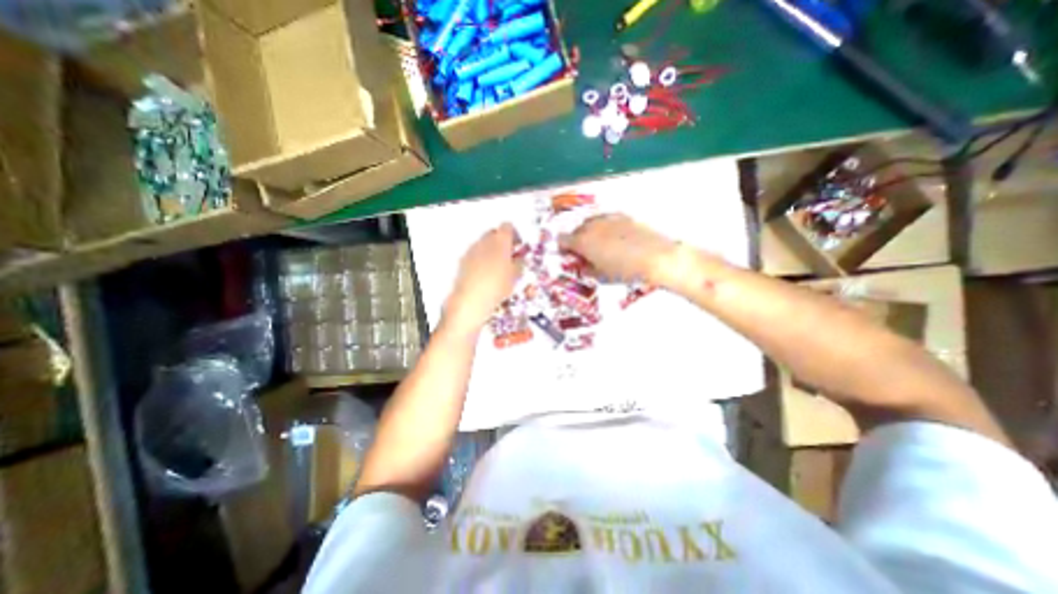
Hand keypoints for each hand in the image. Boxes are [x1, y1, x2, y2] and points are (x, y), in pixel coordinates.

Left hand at [440, 224, 522, 333]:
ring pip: (483, 244)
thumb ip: (519, 264)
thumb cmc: (498, 285)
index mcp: (500, 240)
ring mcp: (471, 249)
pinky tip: (485, 274)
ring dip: (491, 250)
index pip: (508, 227)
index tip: (518, 246)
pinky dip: (481, 259)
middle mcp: (484, 240)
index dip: (514, 235)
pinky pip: (475, 254)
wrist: (471, 299)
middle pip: (494, 233)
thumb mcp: (515, 276)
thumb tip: (519, 259)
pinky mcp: (463, 260)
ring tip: (497, 268)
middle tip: (509, 256)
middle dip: (502, 242)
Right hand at [556, 213, 682, 283]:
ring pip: (591, 223)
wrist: (654, 257)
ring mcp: (607, 219)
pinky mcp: (623, 216)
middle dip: (578, 241)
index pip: (562, 240)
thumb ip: (586, 269)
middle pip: (576, 230)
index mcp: (582, 242)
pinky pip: (607, 220)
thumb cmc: (625, 270)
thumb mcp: (601, 276)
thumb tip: (582, 265)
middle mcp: (592, 226)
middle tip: (586, 253)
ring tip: (602, 245)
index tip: (569, 254)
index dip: (564, 248)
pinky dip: (606, 227)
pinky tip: (615, 238)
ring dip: (591, 233)